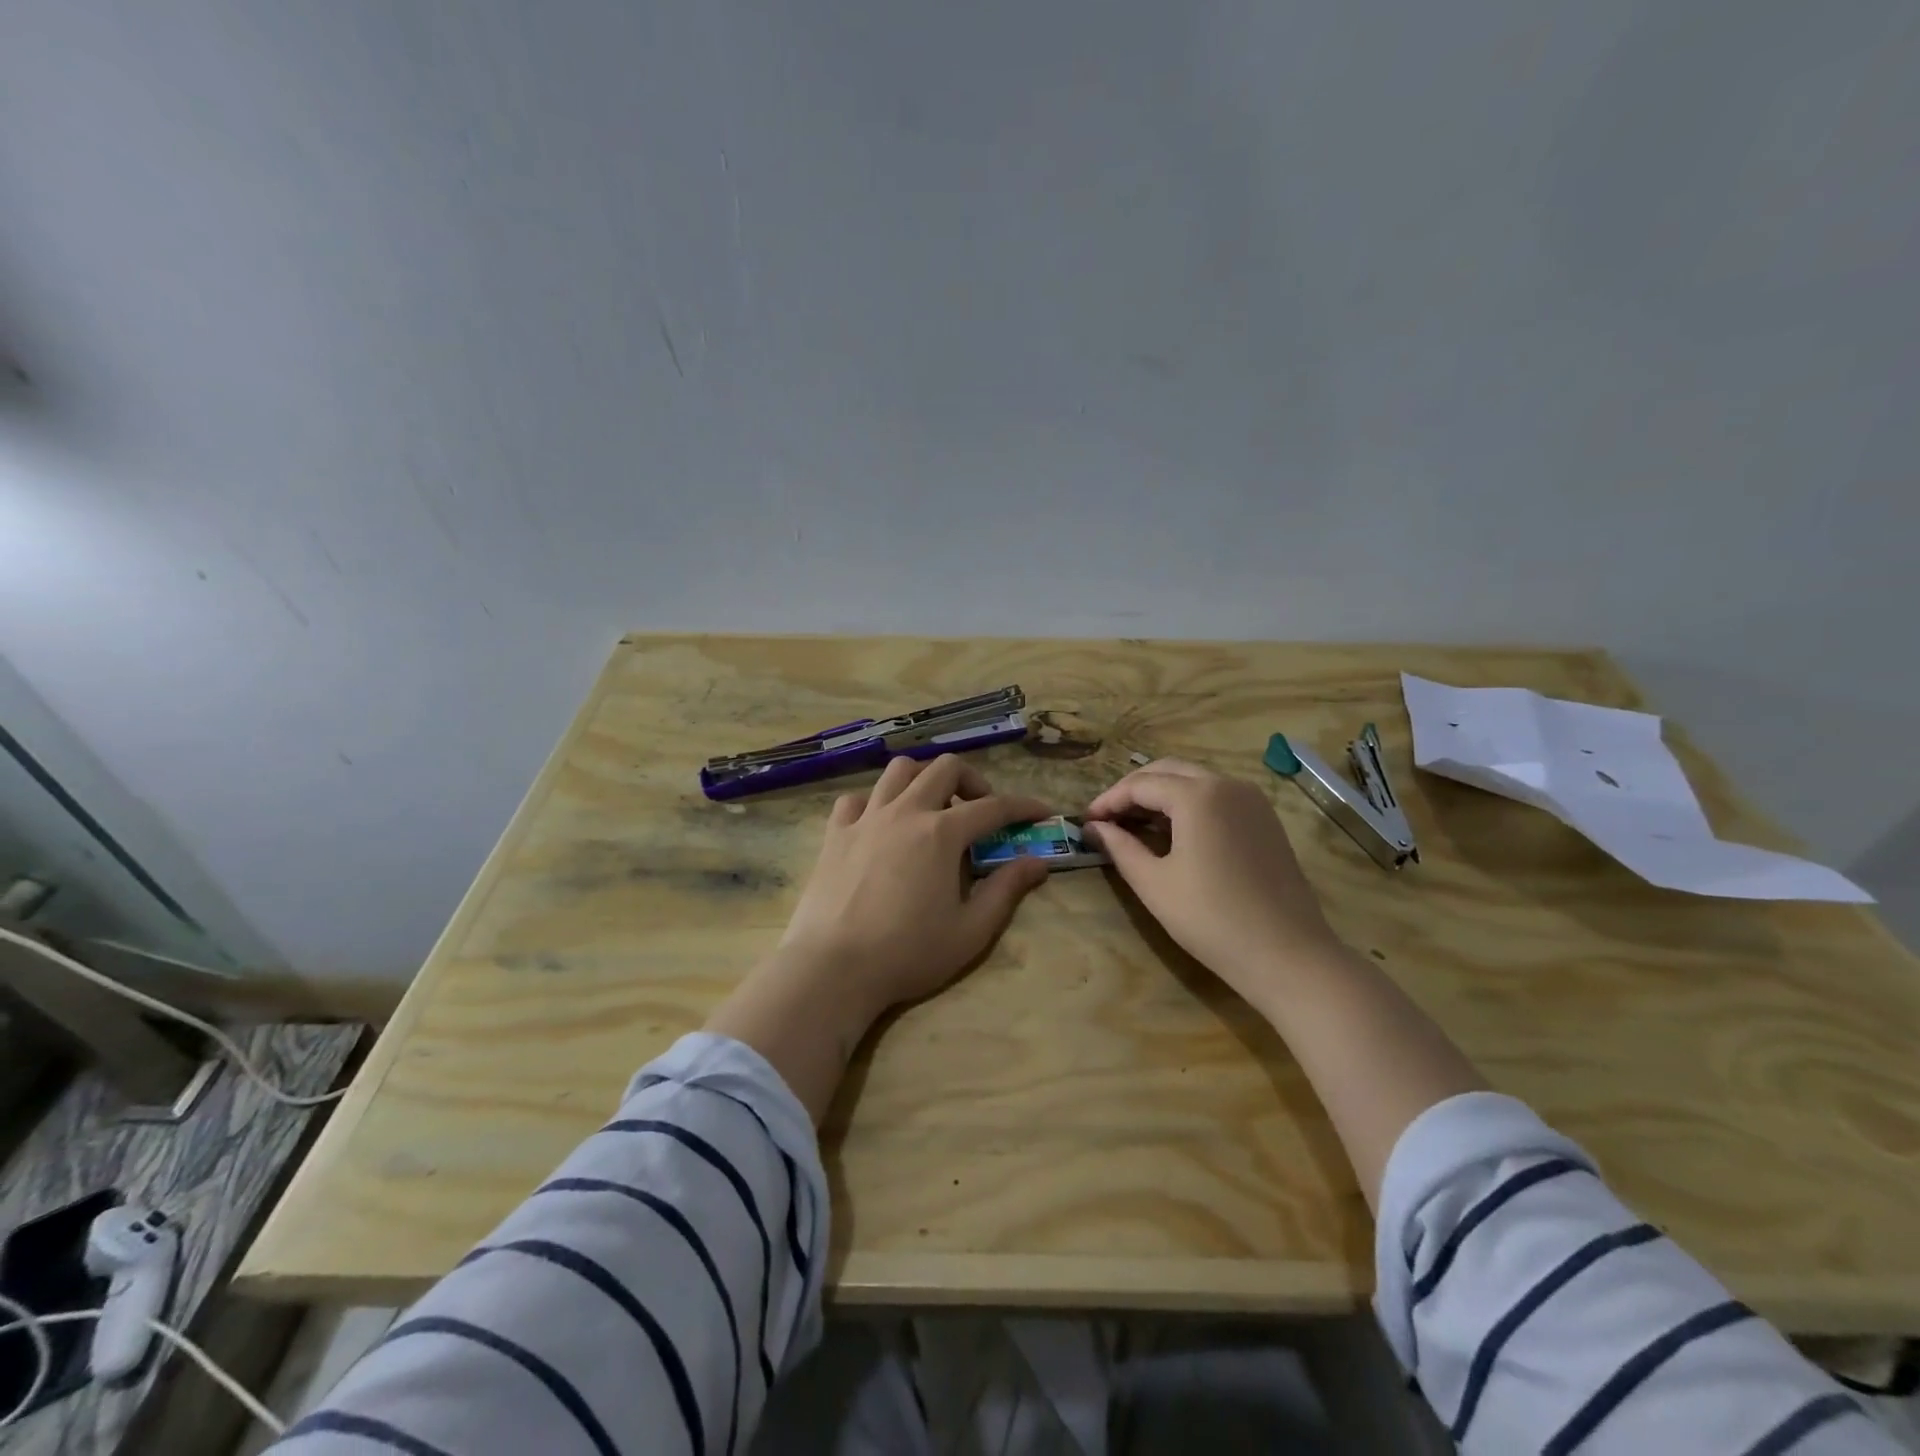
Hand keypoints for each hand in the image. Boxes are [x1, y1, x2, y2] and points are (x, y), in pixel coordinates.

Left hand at [775, 754, 1053, 1017]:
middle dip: (973, 781)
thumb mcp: (971, 931)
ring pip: (899, 770)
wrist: (832, 968)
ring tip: (932, 808)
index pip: (993, 806)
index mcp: (942, 833)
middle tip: (980, 812)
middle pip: (945, 768)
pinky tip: (881, 825)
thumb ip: (1006, 890)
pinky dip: (876, 802)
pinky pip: (857, 798)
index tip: (1040, 812)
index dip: (1023, 806)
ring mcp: (866, 818)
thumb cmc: (907, 954)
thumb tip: (1037, 863)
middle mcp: (905, 812)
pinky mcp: (835, 833)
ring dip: (924, 779)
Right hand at [1084, 759, 1345, 1000]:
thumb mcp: (1154, 883)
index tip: (1085, 821)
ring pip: (1195, 780)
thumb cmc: (1211, 919)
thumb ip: (1120, 847)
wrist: (1287, 954)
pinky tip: (1173, 831)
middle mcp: (1227, 784)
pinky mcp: (1265, 819)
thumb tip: (1095, 827)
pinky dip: (1188, 803)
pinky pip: (1217, 796)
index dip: (1108, 800)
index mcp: (1198, 795)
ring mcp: (1252, 800)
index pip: (1140, 784)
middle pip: (1168, 771)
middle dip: (1133, 789)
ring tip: (1134, 823)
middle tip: (1107, 817)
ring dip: (1161, 793)